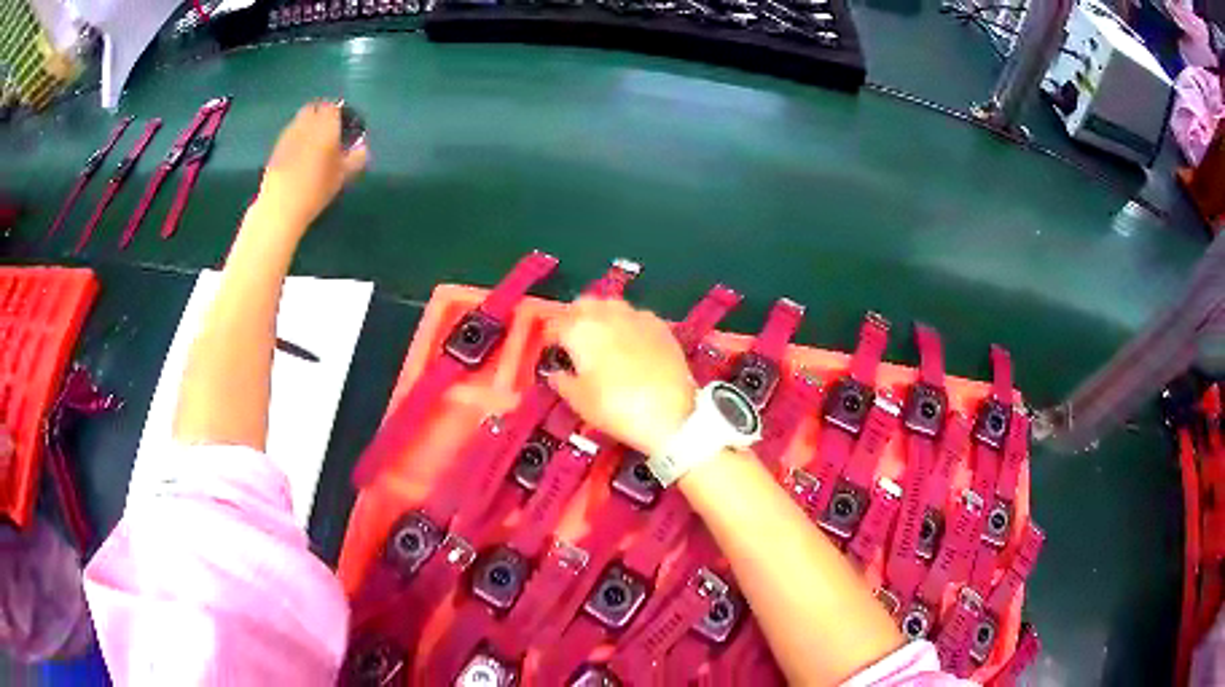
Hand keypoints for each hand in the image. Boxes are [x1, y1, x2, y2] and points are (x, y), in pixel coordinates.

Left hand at [258, 101, 368, 230]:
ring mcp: (288, 135)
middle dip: (321, 115)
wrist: (280, 206)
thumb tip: (362, 148)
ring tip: (314, 145)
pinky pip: (290, 135)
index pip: (333, 107)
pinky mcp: (276, 149)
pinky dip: (296, 139)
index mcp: (326, 124)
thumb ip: (355, 158)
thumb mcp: (342, 175)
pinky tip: (299, 157)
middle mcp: (306, 123)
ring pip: (300, 121)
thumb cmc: (316, 188)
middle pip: (314, 109)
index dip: (339, 114)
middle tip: (328, 132)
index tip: (344, 126)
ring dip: (307, 127)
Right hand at [547, 297, 696, 455]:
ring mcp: (637, 316)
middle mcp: (607, 314)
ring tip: (601, 339)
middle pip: (583, 304)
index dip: (549, 336)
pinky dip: (627, 324)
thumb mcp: (580, 401)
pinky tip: (630, 343)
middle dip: (575, 317)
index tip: (550, 349)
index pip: (555, 322)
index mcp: (580, 329)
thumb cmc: (617, 408)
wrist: (671, 413)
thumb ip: (562, 382)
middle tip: (573, 340)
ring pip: (610, 305)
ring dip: (601, 316)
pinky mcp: (660, 325)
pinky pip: (636, 316)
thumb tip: (556, 374)